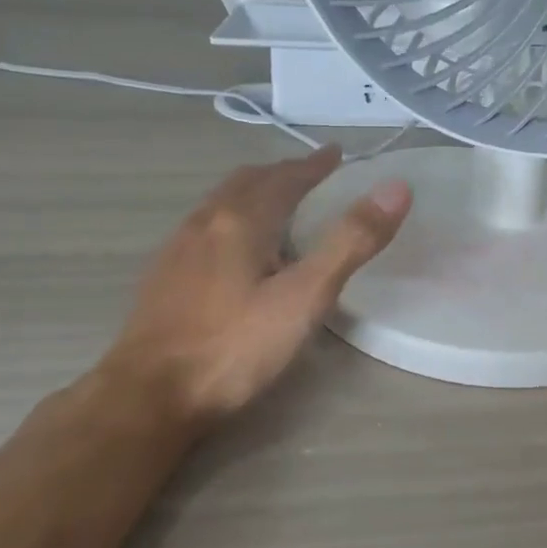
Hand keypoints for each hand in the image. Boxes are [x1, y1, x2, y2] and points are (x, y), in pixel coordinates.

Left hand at [98, 147, 410, 428]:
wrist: (150, 394)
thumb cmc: (235, 347)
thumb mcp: (305, 297)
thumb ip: (350, 242)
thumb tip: (396, 188)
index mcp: (241, 220)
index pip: (285, 178)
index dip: (314, 165)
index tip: (336, 154)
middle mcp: (205, 222)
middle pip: (247, 182)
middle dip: (282, 174)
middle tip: (311, 175)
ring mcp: (178, 248)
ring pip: (221, 203)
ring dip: (253, 193)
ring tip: (277, 204)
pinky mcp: (164, 276)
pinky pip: (205, 227)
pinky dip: (231, 218)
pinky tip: (234, 250)